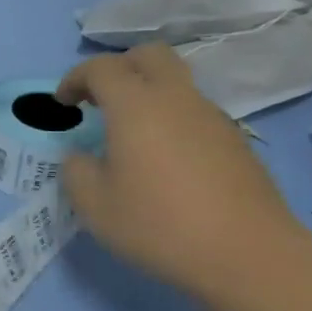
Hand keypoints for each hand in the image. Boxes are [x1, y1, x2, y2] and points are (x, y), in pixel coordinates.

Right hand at [56, 46, 304, 302]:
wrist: (248, 255)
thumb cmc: (159, 225)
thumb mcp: (94, 205)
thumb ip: (76, 171)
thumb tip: (82, 157)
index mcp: (136, 106)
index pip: (102, 67)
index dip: (75, 78)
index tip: (63, 104)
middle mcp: (177, 99)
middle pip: (149, 55)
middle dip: (119, 67)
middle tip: (100, 99)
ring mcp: (213, 117)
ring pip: (176, 83)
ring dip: (148, 94)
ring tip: (130, 135)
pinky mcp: (235, 141)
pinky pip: (194, 112)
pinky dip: (171, 119)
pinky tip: (163, 160)